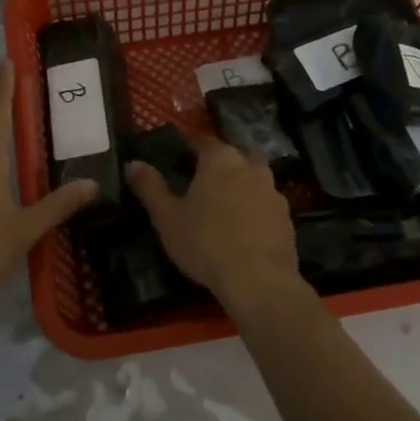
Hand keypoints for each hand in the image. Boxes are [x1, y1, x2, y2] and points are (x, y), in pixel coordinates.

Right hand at [125, 134, 299, 306]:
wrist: (258, 280)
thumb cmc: (205, 242)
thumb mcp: (167, 217)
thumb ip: (150, 187)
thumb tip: (132, 163)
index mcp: (220, 159)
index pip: (204, 140)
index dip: (191, 146)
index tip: (181, 156)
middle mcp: (250, 166)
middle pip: (236, 154)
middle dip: (223, 162)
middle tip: (205, 180)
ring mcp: (273, 192)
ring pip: (255, 178)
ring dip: (242, 185)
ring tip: (225, 206)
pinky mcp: (287, 217)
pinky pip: (266, 204)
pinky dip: (256, 210)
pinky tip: (245, 229)